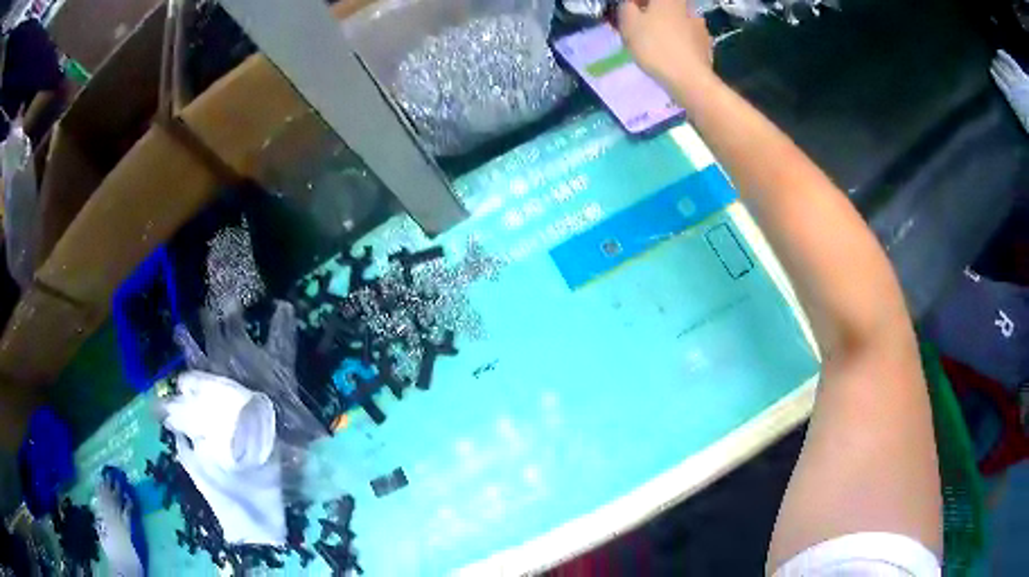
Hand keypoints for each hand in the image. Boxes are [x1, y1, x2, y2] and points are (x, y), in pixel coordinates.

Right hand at [617, 0, 714, 88]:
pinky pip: (687, 37)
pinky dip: (678, 42)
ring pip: (677, 21)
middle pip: (665, 6)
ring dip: (666, 28)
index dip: (636, 5)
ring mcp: (700, 26)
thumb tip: (631, 5)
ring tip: (655, 45)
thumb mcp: (629, 24)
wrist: (690, 79)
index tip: (629, 14)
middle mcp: (688, 6)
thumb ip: (626, 8)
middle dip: (651, 15)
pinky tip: (671, 55)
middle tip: (639, 29)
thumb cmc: (656, 46)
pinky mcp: (707, 44)